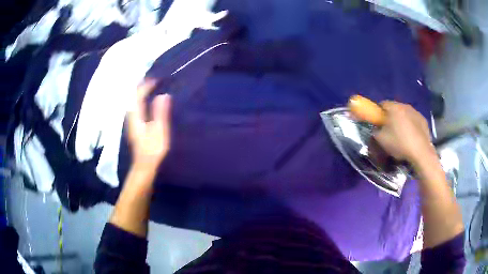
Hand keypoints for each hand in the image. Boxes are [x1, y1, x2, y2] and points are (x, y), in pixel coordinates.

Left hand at [127, 79, 171, 172]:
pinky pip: (135, 107)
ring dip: (140, 93)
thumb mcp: (159, 130)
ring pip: (133, 101)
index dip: (146, 86)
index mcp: (136, 116)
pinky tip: (146, 100)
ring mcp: (131, 121)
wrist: (144, 165)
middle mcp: (131, 116)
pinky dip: (140, 100)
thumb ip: (160, 112)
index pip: (138, 96)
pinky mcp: (134, 125)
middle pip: (133, 97)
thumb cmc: (153, 149)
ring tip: (150, 86)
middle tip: (153, 80)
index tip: (157, 80)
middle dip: (141, 86)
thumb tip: (163, 95)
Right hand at [374, 101, 433, 163]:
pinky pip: (414, 120)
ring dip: (402, 120)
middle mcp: (405, 106)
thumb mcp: (381, 140)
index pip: (382, 104)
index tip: (378, 123)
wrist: (421, 152)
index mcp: (394, 107)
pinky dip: (412, 126)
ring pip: (406, 114)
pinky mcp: (424, 120)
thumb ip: (376, 131)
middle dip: (391, 116)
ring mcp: (416, 112)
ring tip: (402, 134)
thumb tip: (377, 128)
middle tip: (389, 130)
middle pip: (395, 108)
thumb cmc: (400, 143)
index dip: (378, 112)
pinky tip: (412, 137)